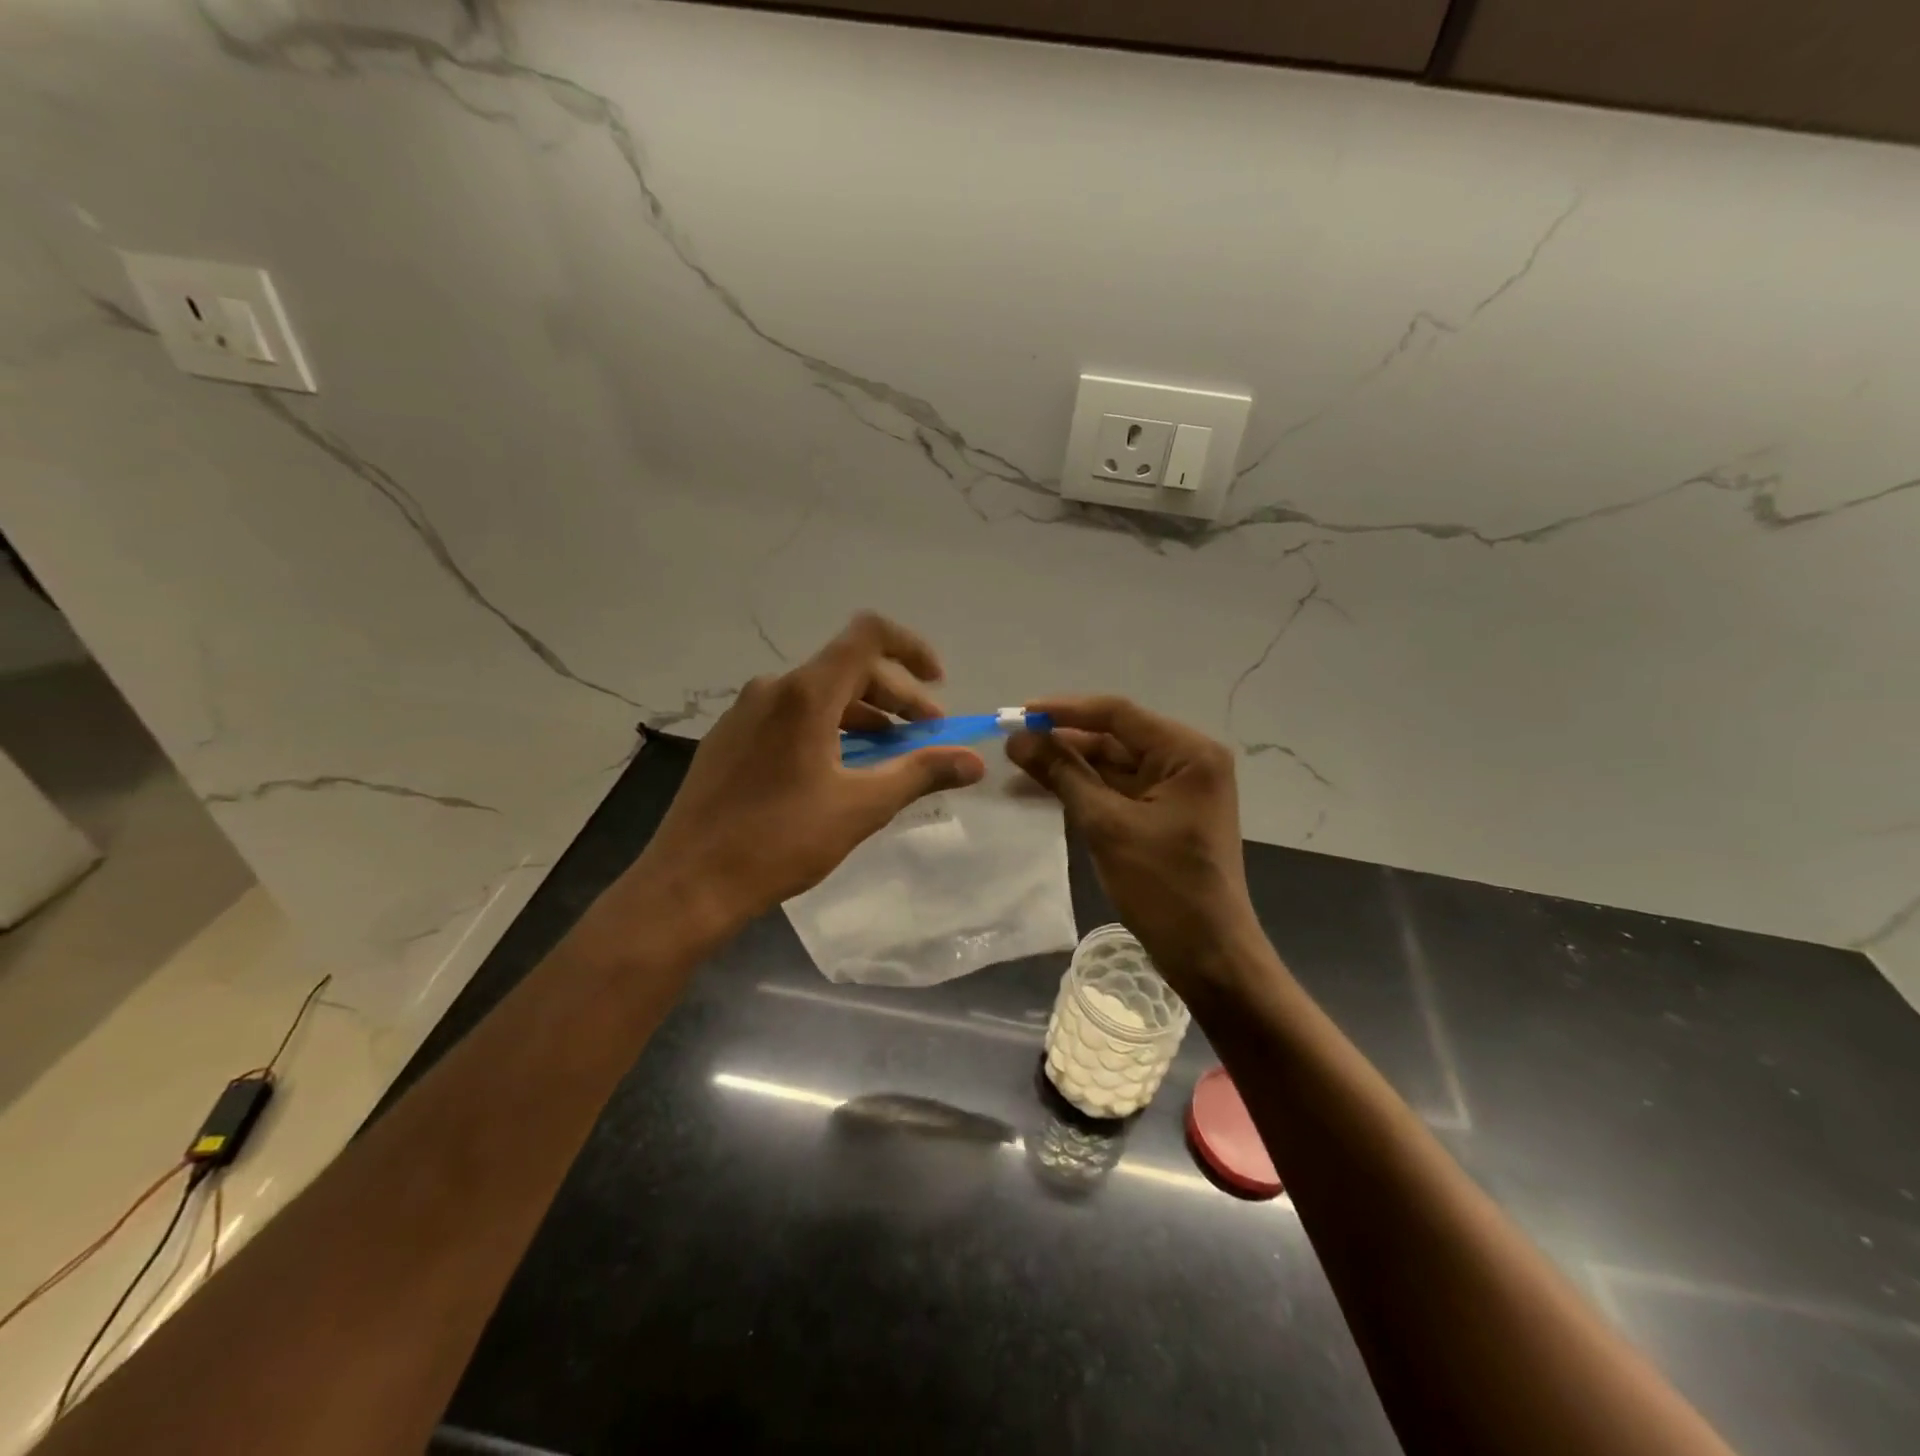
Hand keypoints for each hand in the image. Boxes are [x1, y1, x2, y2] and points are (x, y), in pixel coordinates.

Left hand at [632, 613, 986, 934]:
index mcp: (806, 694)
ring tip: (889, 755)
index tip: (938, 684)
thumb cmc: (780, 841)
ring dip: (863, 716)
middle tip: (926, 737)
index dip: (912, 649)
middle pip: (848, 668)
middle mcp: (773, 688)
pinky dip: (828, 728)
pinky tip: (838, 769)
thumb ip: (921, 774)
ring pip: (819, 695)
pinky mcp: (729, 738)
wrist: (689, 883)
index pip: (868, 635)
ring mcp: (745, 712)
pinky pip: (790, 716)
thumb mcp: (861, 807)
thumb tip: (974, 762)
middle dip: (896, 697)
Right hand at [1007, 697, 1261, 989]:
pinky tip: (1043, 790)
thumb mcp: (1107, 825)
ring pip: (1112, 765)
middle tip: (1011, 746)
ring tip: (1017, 769)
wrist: (1208, 955)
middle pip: (1114, 738)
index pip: (1117, 714)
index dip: (1064, 711)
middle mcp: (1187, 761)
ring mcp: (1176, 789)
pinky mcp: (1164, 814)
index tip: (1019, 714)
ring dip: (1068, 768)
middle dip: (1063, 742)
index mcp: (1188, 752)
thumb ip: (1063, 775)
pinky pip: (1117, 791)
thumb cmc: (1163, 886)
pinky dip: (1083, 791)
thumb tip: (1018, 740)